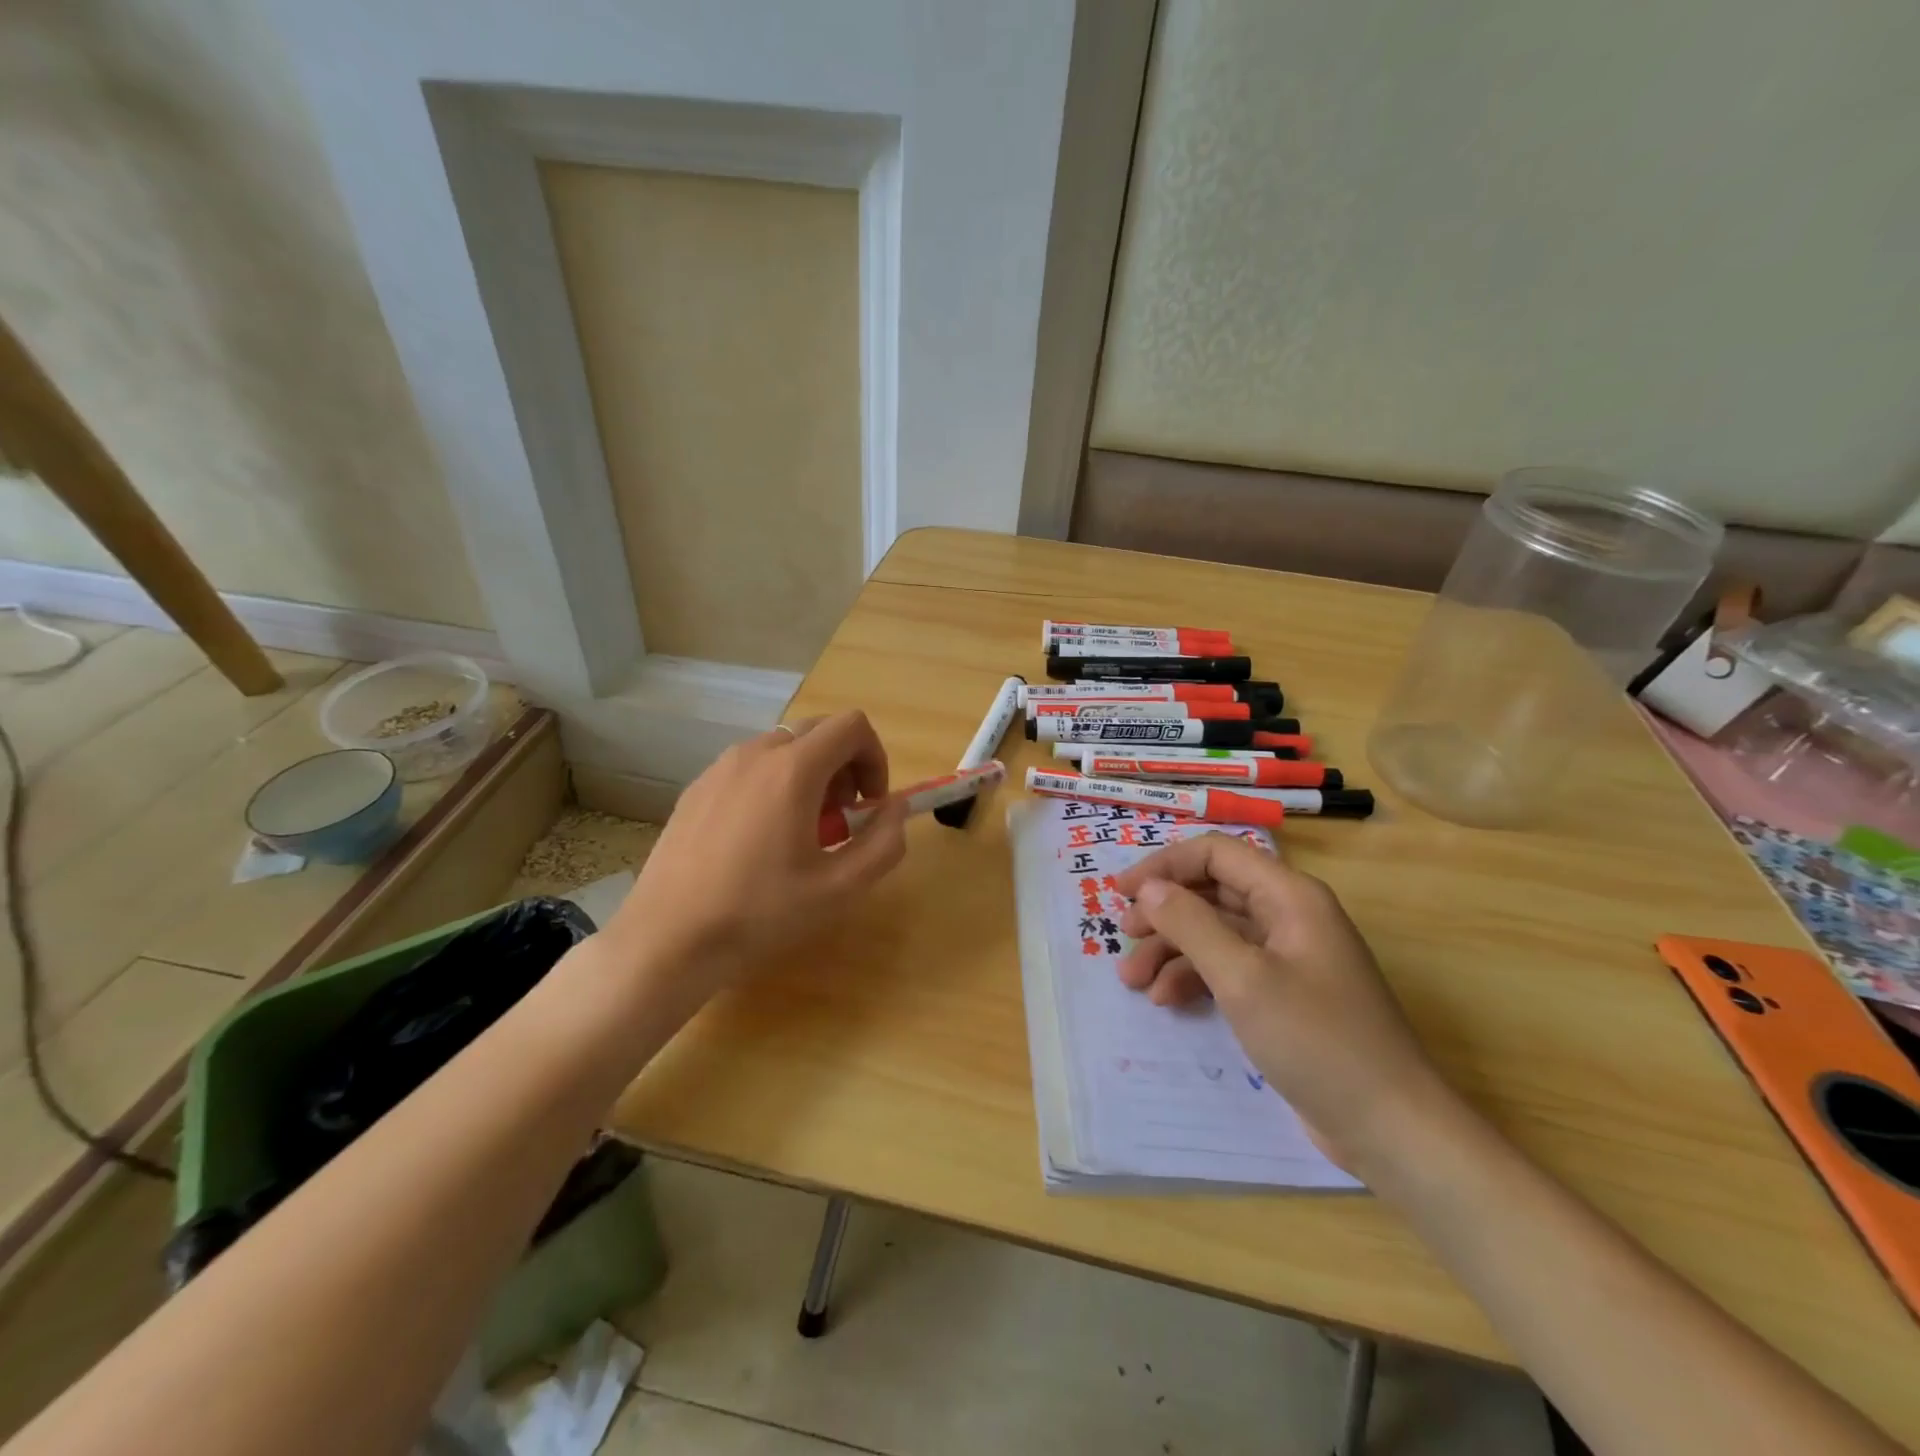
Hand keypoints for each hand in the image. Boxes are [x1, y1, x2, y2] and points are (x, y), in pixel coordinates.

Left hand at [603, 711, 909, 1008]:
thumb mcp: (840, 888)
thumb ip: (884, 841)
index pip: (852, 726)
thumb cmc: (760, 912)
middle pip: (819, 731)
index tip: (870, 805)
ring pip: (784, 748)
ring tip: (801, 833)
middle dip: (845, 767)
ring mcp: (720, 767)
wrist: (668, 938)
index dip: (875, 759)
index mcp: (794, 769)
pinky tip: (759, 840)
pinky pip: (750, 767)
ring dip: (810, 775)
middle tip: (841, 820)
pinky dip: (773, 784)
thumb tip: (894, 808)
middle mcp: (756, 752)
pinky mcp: (697, 787)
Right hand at [1113, 834, 1464, 1178]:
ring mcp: (1287, 956)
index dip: (1165, 865)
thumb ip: (1191, 925)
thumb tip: (1149, 888)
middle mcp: (1288, 915)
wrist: (1391, 1127)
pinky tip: (1167, 1000)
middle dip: (1164, 912)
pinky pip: (1228, 967)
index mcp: (1289, 896)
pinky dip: (1194, 977)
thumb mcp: (1243, 979)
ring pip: (1215, 932)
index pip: (1215, 854)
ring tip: (1133, 980)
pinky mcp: (1283, 994)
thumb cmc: (1317, 1040)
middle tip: (1124, 936)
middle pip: (1212, 892)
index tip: (1122, 892)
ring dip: (1171, 949)